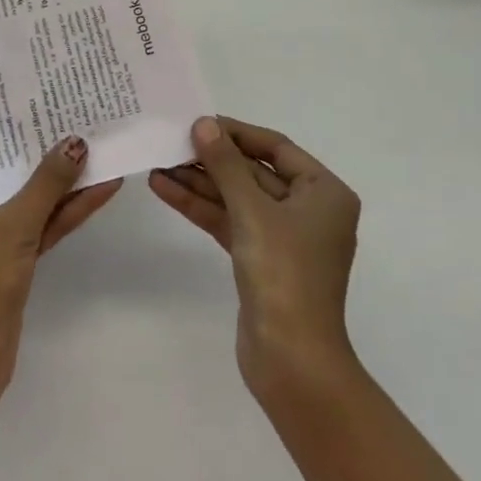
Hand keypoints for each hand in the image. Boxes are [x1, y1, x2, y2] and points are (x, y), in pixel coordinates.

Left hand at [0, 136, 121, 399]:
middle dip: (46, 150)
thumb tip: (76, 142)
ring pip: (34, 198)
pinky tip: (99, 189)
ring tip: (101, 146)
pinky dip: (68, 210)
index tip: (39, 97)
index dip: (12, 124)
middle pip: (13, 171)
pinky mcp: (15, 258)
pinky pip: (44, 224)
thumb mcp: (15, 223)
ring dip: (66, 180)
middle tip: (77, 114)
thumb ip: (47, 183)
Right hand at [149, 116, 361, 398]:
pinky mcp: (260, 260)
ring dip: (199, 182)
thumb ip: (225, 165)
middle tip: (170, 141)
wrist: (291, 360)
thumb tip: (204, 124)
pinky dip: (201, 207)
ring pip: (236, 198)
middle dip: (211, 159)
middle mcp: (308, 210)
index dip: (236, 132)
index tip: (198, 121)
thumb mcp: (253, 212)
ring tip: (157, 164)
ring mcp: (283, 237)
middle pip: (253, 172)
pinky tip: (166, 190)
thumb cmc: (284, 274)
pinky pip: (229, 222)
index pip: (276, 147)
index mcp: (324, 193)